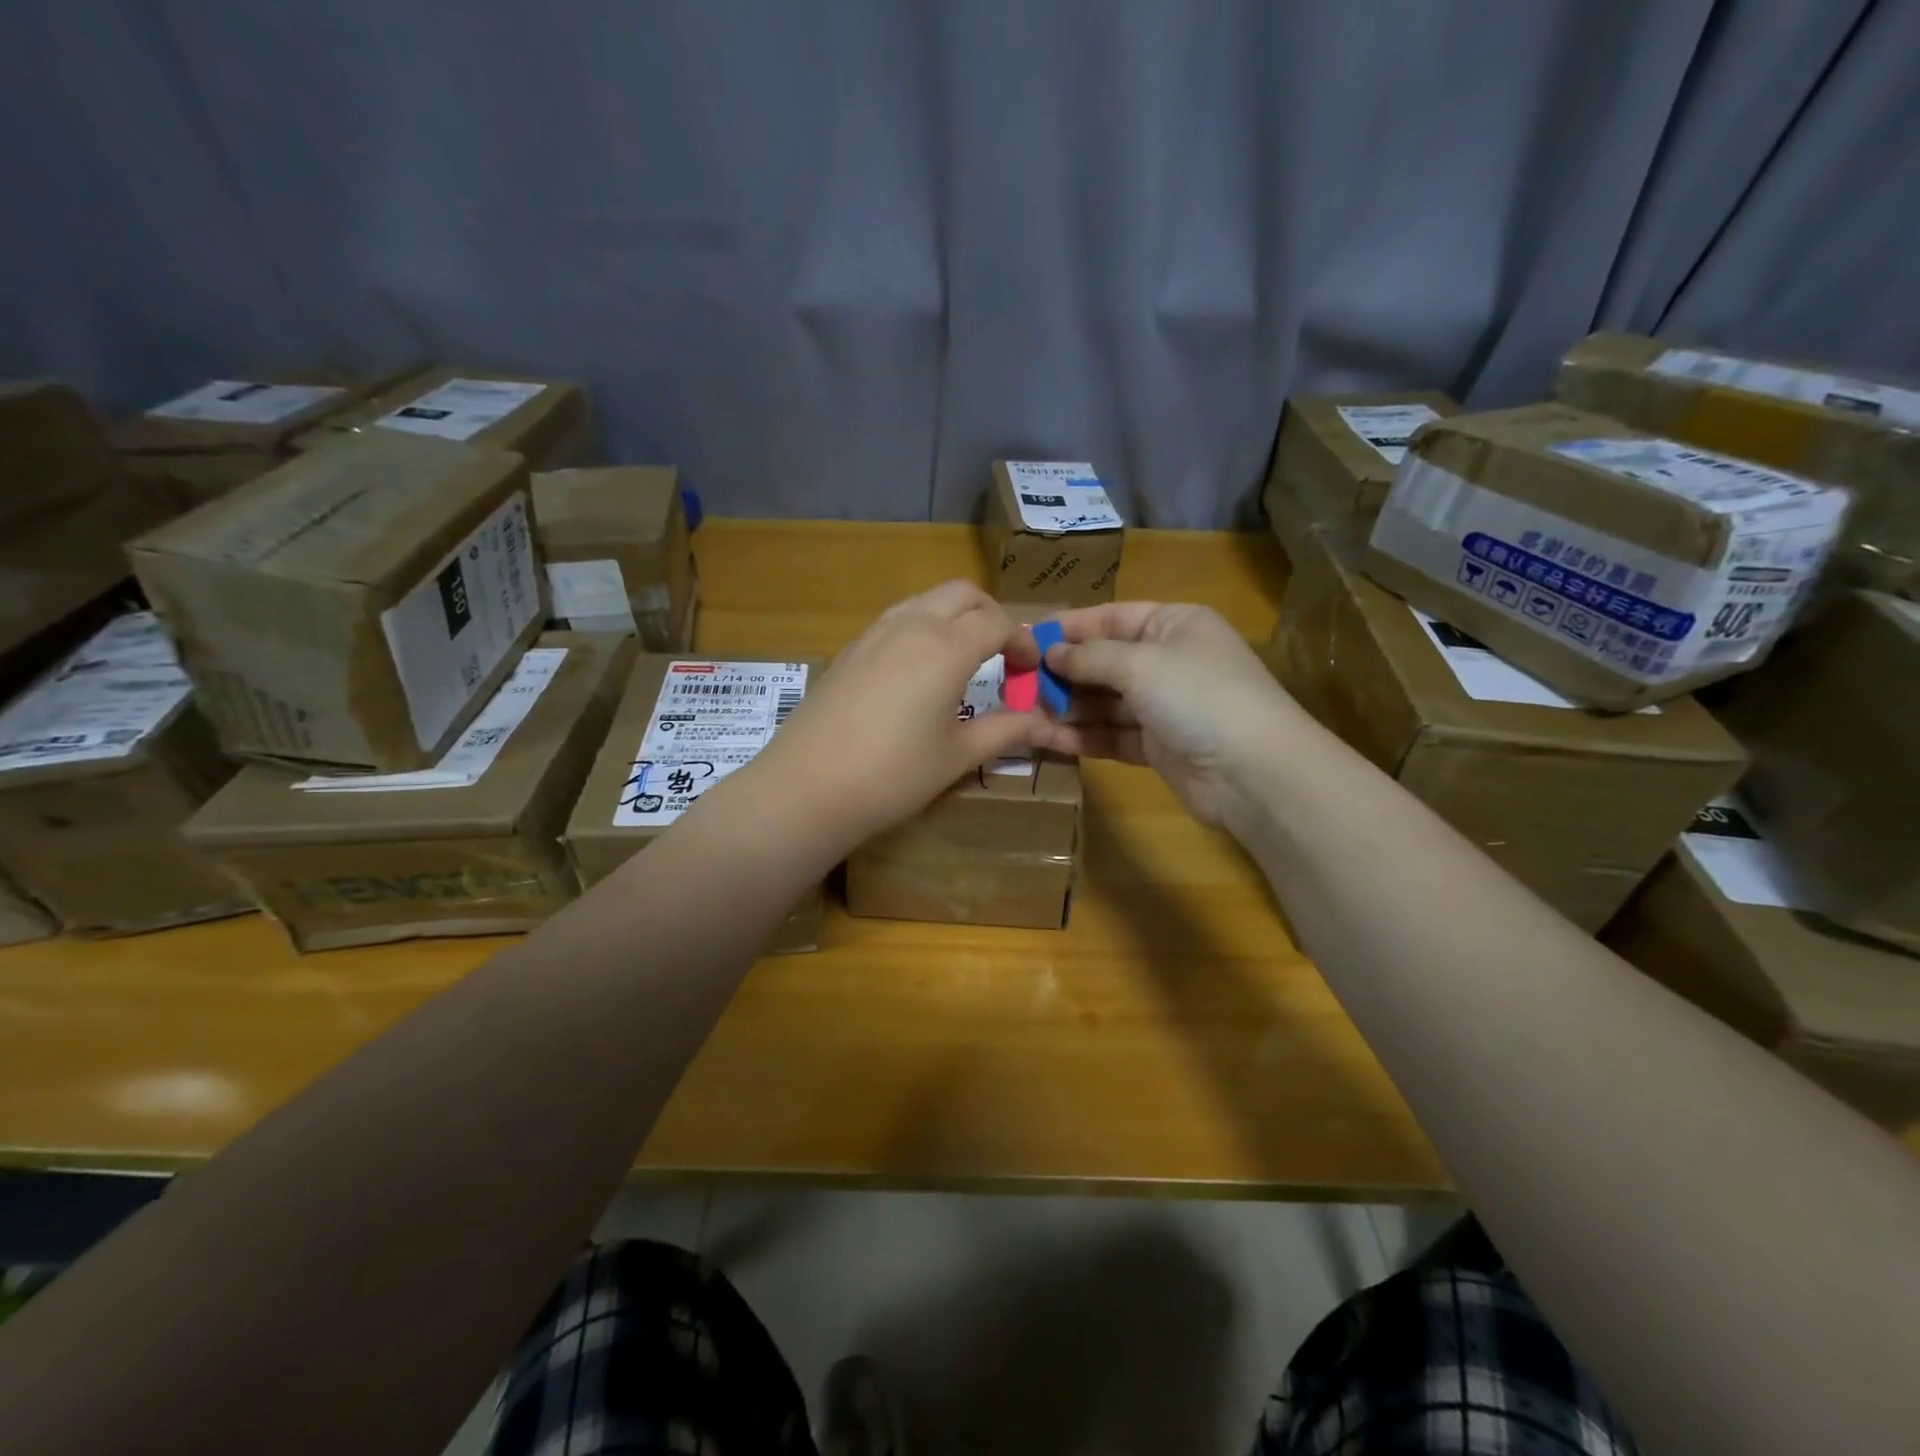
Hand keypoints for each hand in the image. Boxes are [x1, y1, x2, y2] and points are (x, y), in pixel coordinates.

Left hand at [746, 581, 1051, 851]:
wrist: (807, 788)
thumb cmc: (894, 775)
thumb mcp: (958, 755)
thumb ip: (1007, 730)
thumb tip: (1046, 723)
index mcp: (946, 647)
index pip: (997, 622)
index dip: (1023, 641)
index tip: (1031, 670)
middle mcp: (911, 625)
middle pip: (962, 594)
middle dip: (991, 615)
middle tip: (1004, 655)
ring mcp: (874, 633)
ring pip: (926, 600)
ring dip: (954, 616)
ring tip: (965, 658)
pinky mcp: (850, 649)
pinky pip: (897, 619)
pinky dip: (922, 627)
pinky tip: (919, 671)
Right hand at [1033, 602, 1304, 825]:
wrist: (1252, 772)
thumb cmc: (1198, 696)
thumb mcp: (1141, 664)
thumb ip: (1091, 657)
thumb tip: (1051, 652)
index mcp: (1174, 625)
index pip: (1112, 617)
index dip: (1070, 627)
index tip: (1026, 638)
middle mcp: (1169, 661)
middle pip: (1105, 661)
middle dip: (1064, 672)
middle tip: (1017, 683)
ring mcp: (1164, 706)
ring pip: (1105, 702)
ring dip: (1068, 707)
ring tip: (1025, 713)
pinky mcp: (1158, 746)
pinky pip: (1112, 735)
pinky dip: (1084, 736)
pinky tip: (1049, 739)